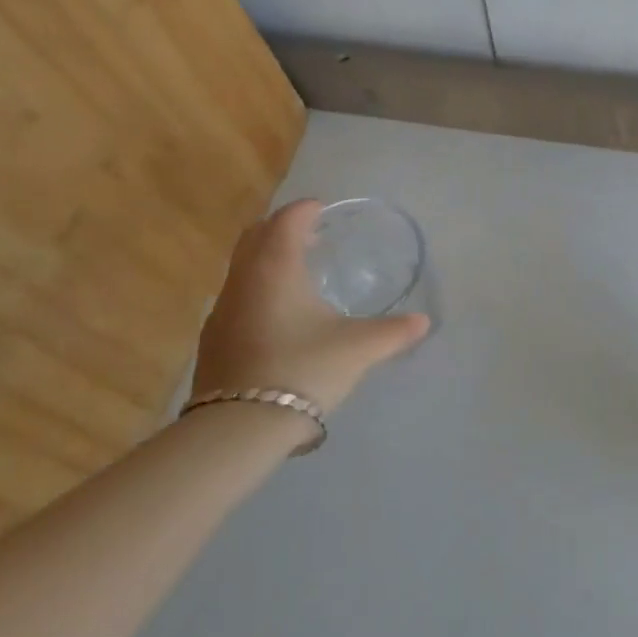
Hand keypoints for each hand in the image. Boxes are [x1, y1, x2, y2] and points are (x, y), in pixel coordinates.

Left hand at [192, 200, 429, 416]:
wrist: (239, 427)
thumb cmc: (303, 369)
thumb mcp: (358, 348)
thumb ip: (394, 331)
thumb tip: (424, 322)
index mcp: (276, 267)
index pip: (288, 220)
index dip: (306, 209)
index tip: (323, 209)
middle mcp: (243, 279)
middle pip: (256, 235)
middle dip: (282, 227)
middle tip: (312, 237)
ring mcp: (222, 309)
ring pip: (242, 266)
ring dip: (267, 258)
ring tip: (298, 275)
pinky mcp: (213, 338)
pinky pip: (236, 295)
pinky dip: (257, 288)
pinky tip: (278, 317)